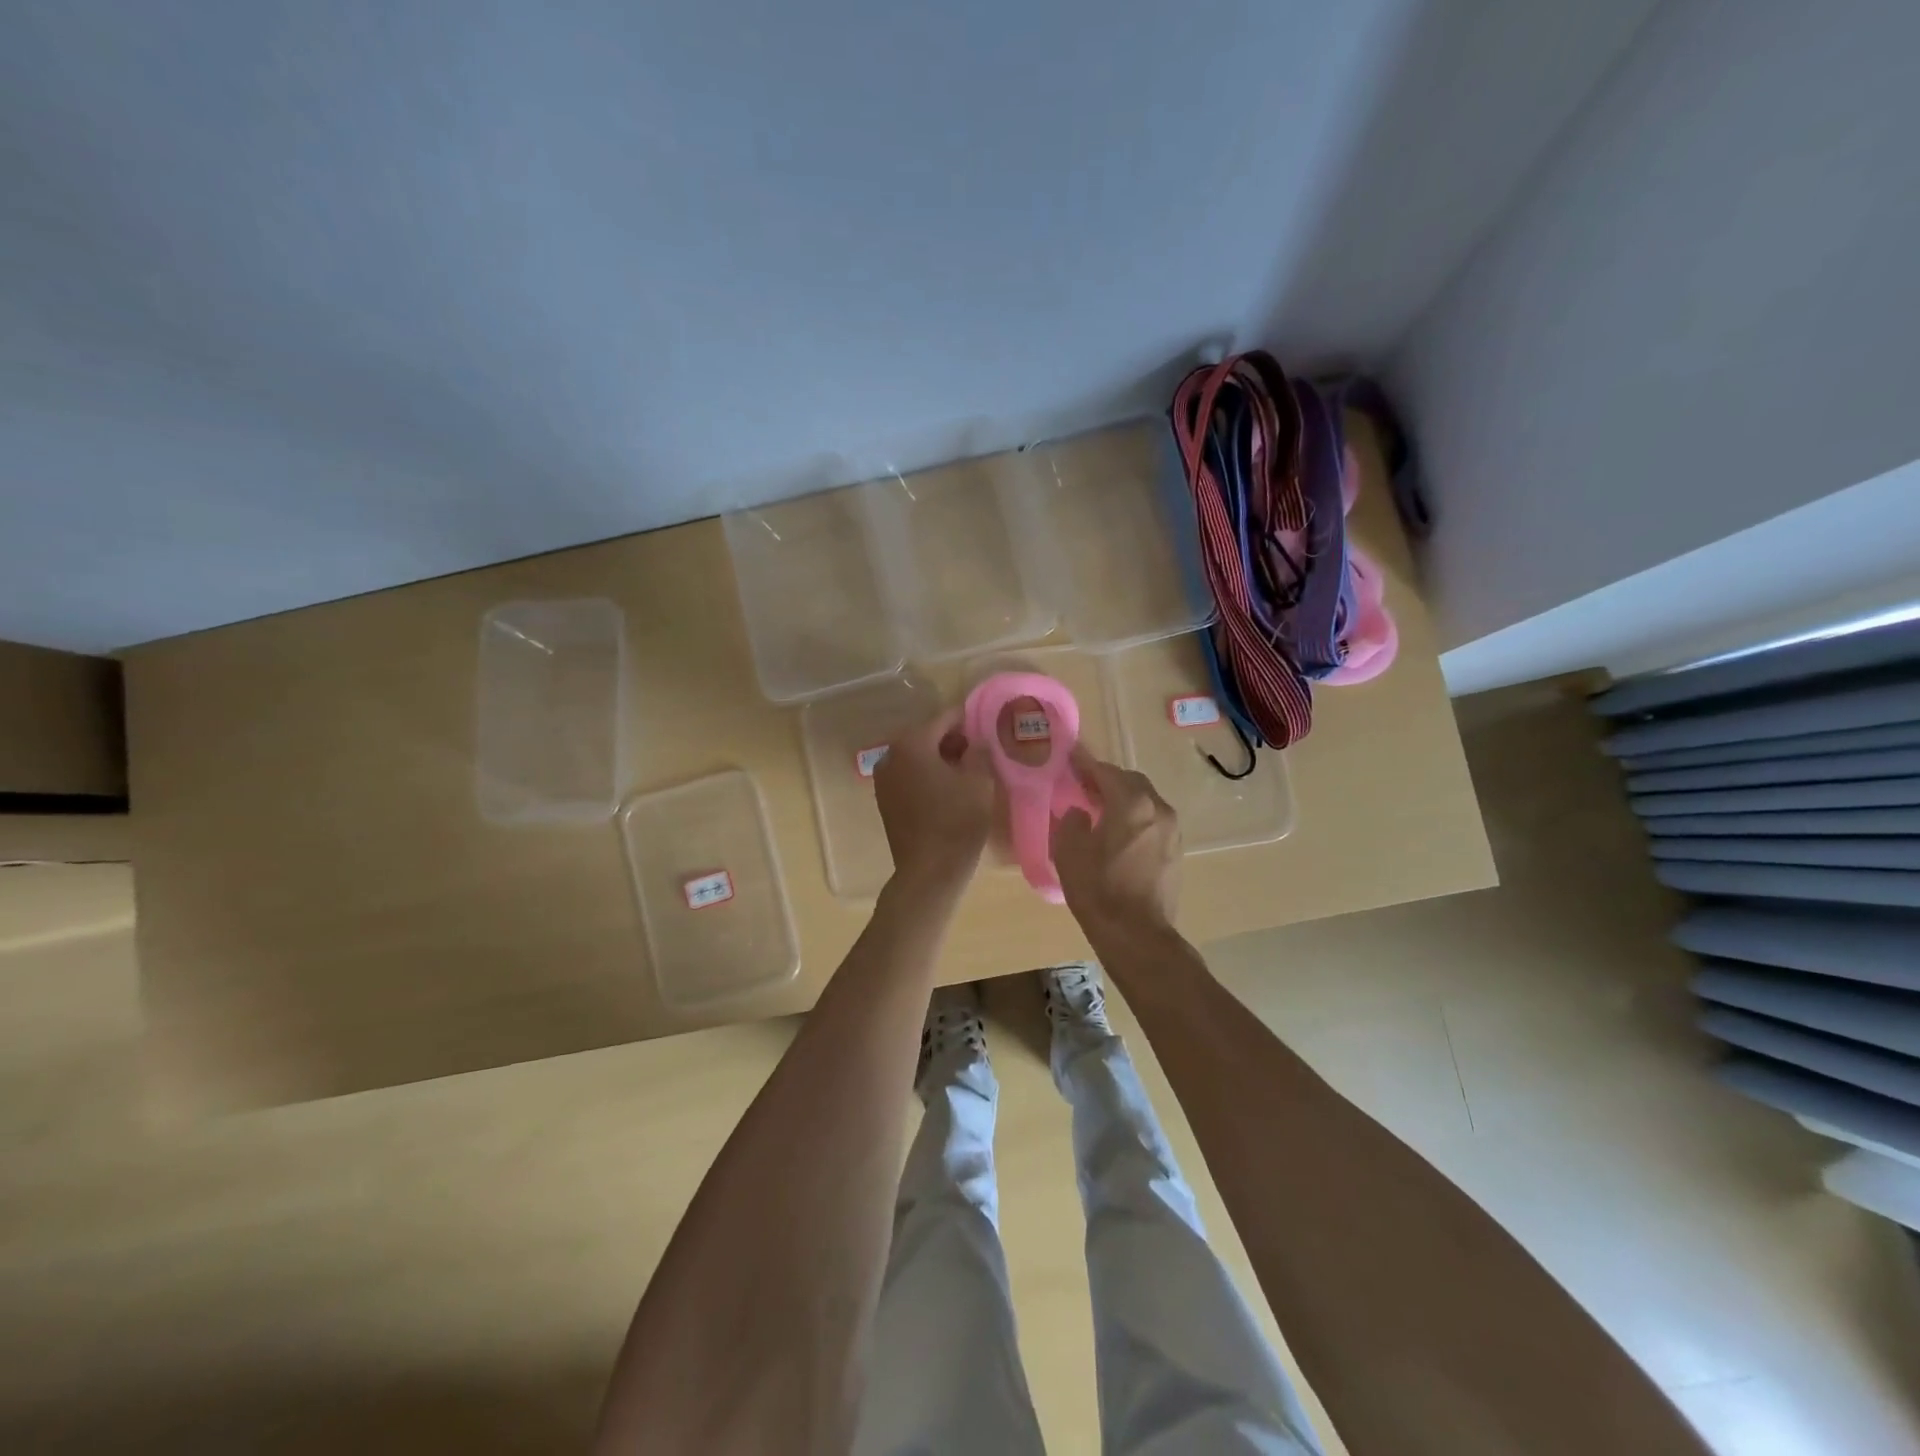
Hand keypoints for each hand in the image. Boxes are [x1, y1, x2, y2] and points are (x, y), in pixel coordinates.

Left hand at [873, 709, 995, 893]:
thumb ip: (979, 751)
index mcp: (912, 743)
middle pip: (928, 736)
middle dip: (954, 741)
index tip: (989, 725)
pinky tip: (950, 791)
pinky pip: (910, 777)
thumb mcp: (979, 781)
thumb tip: (976, 741)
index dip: (969, 720)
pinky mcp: (885, 801)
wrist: (929, 872)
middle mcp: (891, 755)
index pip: (946, 718)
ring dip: (941, 760)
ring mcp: (884, 779)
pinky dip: (928, 777)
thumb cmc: (957, 821)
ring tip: (969, 773)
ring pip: (918, 758)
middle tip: (982, 752)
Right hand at [1051, 746, 1180, 938]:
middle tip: (1085, 786)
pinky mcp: (1176, 851)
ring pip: (1146, 801)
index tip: (1071, 760)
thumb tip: (1080, 812)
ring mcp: (1172, 831)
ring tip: (1101, 809)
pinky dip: (1136, 818)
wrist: (1138, 934)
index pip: (1106, 772)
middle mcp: (1158, 809)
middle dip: (1108, 780)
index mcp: (1131, 803)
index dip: (1086, 765)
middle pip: (1132, 782)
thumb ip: (1071, 821)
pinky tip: (1120, 834)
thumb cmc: (1099, 890)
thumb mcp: (1069, 852)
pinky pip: (1154, 822)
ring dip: (1125, 799)